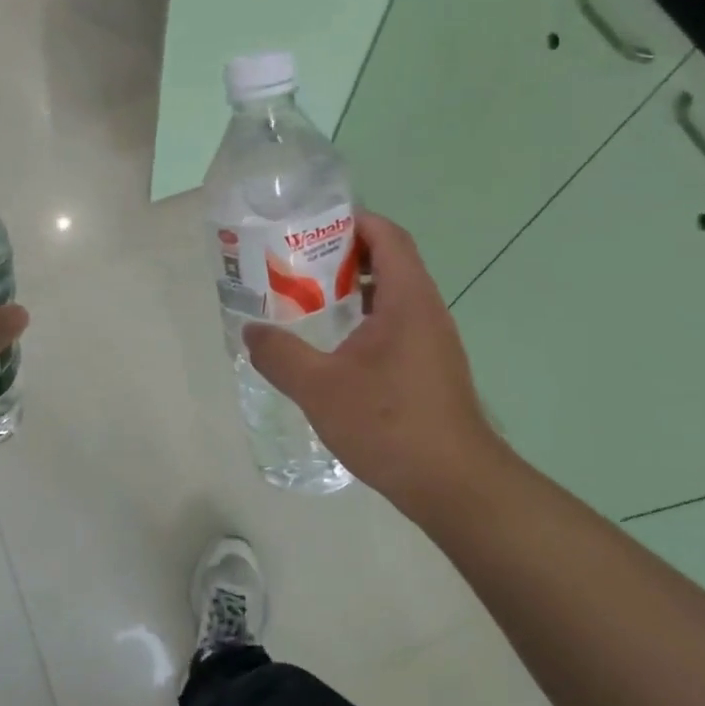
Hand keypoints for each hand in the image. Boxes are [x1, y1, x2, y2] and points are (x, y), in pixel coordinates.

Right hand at [243, 212, 508, 516]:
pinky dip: (361, 324)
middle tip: (295, 264)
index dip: (353, 221)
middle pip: (387, 263)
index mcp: (407, 300)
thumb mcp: (320, 387)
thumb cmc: (389, 424)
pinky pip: (393, 328)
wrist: (453, 484)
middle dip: (341, 257)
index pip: (387, 237)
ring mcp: (431, 343)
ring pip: (389, 299)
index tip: (311, 225)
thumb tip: (251, 331)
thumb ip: (280, 355)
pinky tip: (331, 350)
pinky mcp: (428, 370)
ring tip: (305, 301)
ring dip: (350, 293)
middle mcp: (426, 312)